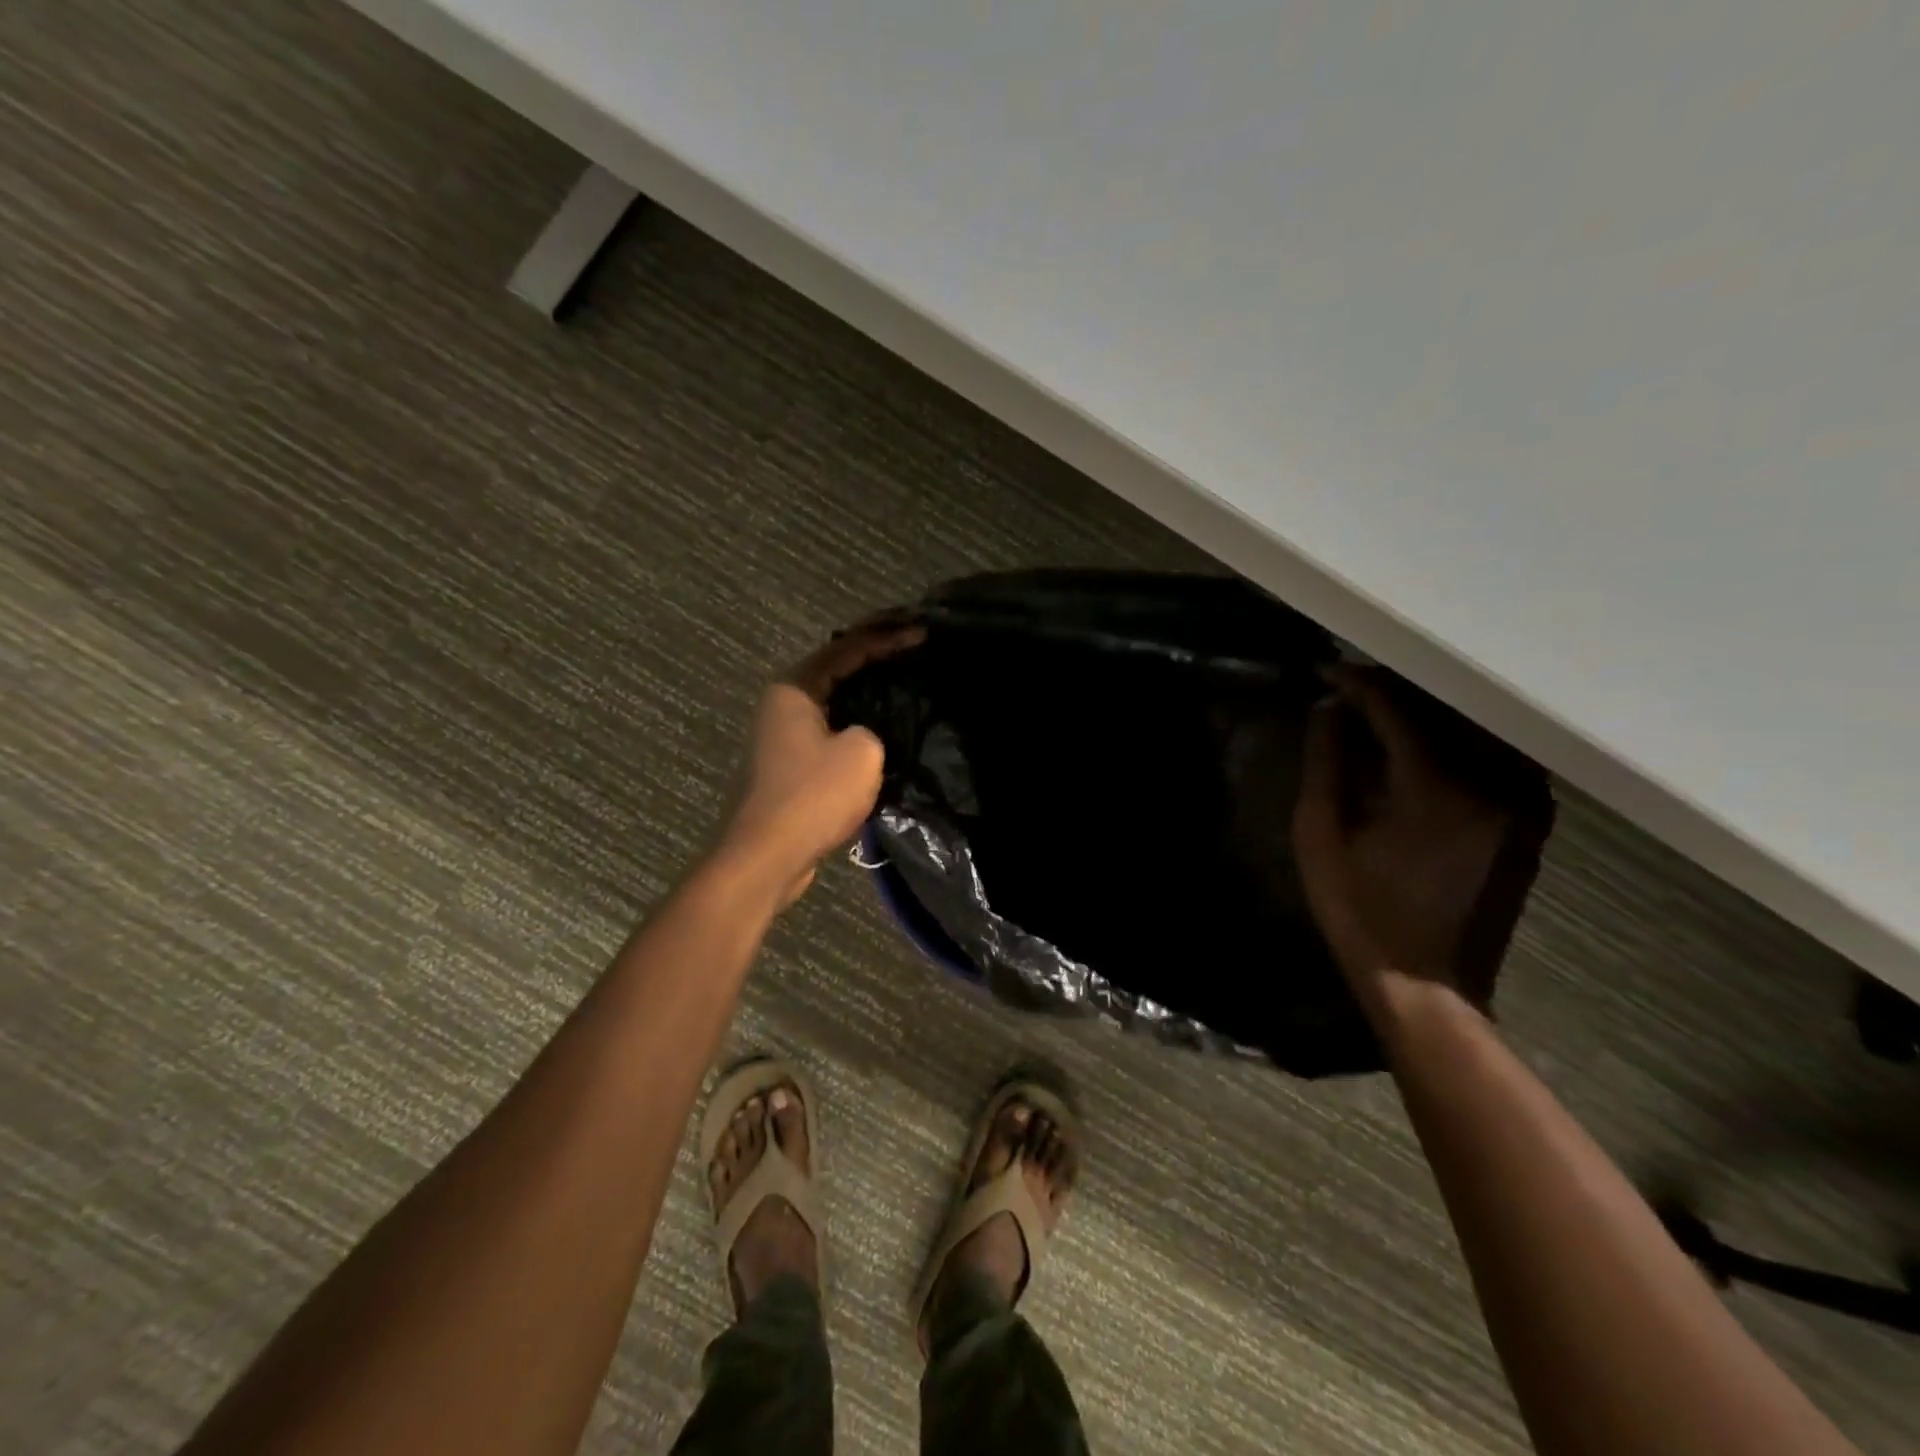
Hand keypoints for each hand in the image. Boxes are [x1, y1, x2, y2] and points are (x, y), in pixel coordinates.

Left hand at [720, 620, 924, 906]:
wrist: (767, 856)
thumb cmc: (812, 795)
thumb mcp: (862, 753)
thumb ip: (873, 729)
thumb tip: (864, 736)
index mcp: (794, 688)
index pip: (846, 648)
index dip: (886, 638)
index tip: (922, 633)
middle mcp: (782, 704)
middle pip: (835, 671)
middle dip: (875, 661)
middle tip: (913, 653)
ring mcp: (781, 737)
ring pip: (832, 704)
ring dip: (865, 696)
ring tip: (904, 687)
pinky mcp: (788, 766)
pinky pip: (828, 734)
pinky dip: (855, 727)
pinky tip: (882, 733)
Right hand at [1292, 665, 1510, 1004]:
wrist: (1426, 981)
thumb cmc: (1358, 909)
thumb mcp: (1319, 835)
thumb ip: (1325, 763)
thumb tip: (1329, 708)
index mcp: (1433, 786)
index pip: (1396, 707)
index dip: (1358, 682)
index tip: (1327, 671)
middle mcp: (1491, 783)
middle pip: (1444, 708)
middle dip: (1394, 688)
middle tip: (1352, 682)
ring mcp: (1522, 802)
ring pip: (1475, 728)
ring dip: (1430, 710)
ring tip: (1384, 705)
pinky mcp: (1532, 820)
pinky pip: (1497, 755)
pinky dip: (1460, 737)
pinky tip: (1427, 739)